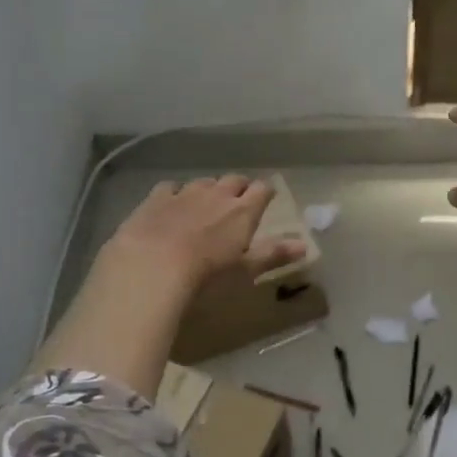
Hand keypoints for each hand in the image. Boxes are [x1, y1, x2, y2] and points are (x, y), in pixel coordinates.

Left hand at [105, 176, 304, 291]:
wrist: (151, 267)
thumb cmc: (207, 276)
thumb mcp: (245, 270)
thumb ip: (274, 254)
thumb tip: (305, 246)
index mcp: (243, 211)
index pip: (262, 190)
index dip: (265, 192)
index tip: (266, 198)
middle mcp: (217, 194)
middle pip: (234, 180)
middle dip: (238, 187)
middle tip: (238, 201)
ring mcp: (185, 192)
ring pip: (203, 182)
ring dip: (208, 189)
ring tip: (205, 204)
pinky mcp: (156, 198)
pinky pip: (171, 187)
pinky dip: (175, 193)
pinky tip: (171, 205)